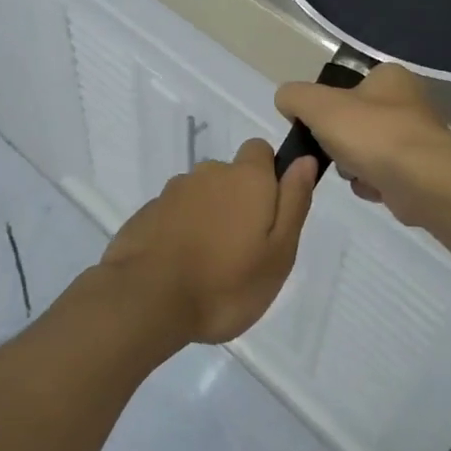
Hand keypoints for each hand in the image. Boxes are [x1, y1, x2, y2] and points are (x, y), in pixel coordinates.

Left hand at [99, 140, 317, 344]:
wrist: (147, 300)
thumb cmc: (226, 283)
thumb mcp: (279, 252)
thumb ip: (294, 202)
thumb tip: (304, 160)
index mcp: (245, 178)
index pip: (259, 150)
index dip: (267, 175)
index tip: (268, 213)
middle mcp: (208, 174)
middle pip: (229, 175)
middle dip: (237, 202)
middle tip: (241, 250)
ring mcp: (172, 192)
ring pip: (200, 196)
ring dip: (207, 217)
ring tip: (208, 264)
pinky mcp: (147, 213)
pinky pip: (174, 214)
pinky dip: (180, 231)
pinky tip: (179, 266)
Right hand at [275, 65, 450, 225]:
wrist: (424, 182)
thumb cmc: (372, 134)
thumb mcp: (318, 105)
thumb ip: (294, 97)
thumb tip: (287, 101)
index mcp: (389, 77)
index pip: (347, 86)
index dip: (326, 106)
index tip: (315, 126)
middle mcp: (408, 103)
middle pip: (354, 121)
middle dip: (338, 141)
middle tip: (333, 151)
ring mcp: (417, 138)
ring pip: (366, 150)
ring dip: (352, 165)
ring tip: (354, 172)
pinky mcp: (421, 171)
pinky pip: (382, 175)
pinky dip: (371, 183)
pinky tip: (371, 188)